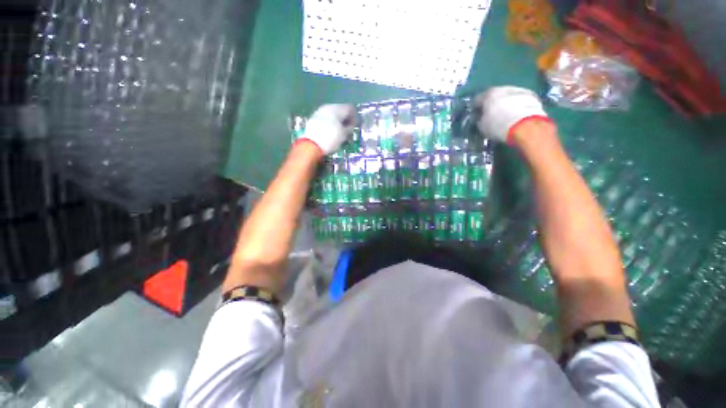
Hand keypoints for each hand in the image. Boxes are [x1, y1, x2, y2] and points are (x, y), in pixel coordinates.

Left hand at [300, 104, 355, 154]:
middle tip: (347, 128)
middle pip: (341, 109)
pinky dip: (330, 122)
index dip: (354, 117)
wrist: (311, 144)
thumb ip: (349, 128)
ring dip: (337, 120)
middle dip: (345, 118)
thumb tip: (351, 125)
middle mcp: (329, 106)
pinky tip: (330, 130)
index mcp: (338, 109)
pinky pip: (326, 117)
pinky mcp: (314, 117)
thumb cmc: (331, 139)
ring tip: (339, 130)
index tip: (355, 126)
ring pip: (332, 112)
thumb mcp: (344, 135)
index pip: (350, 108)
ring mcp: (320, 111)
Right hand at [475, 86, 550, 143]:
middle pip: (495, 95)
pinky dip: (517, 106)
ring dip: (505, 103)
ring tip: (505, 114)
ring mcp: (519, 90)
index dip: (475, 107)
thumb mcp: (482, 126)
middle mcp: (503, 88)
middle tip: (490, 113)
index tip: (475, 113)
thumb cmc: (498, 125)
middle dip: (492, 103)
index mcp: (488, 95)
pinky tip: (515, 114)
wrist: (525, 125)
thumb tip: (479, 118)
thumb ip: (479, 120)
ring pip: (508, 96)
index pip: (477, 99)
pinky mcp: (532, 96)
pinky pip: (520, 100)